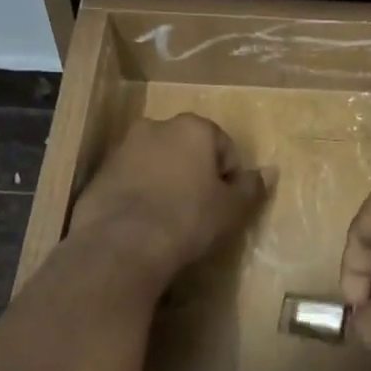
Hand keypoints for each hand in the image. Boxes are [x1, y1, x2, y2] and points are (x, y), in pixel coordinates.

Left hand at [68, 114, 267, 286]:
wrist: (121, 244)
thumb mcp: (231, 208)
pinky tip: (145, 224)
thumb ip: (251, 186)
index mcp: (192, 127)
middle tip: (201, 210)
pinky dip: (141, 194)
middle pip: (188, 149)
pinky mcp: (100, 173)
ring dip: (168, 182)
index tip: (225, 205)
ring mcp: (123, 148)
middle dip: (196, 174)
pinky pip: (132, 180)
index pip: (224, 146)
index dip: (229, 177)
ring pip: (157, 163)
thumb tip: (270, 171)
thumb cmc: (187, 219)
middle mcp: (156, 127)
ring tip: (171, 220)